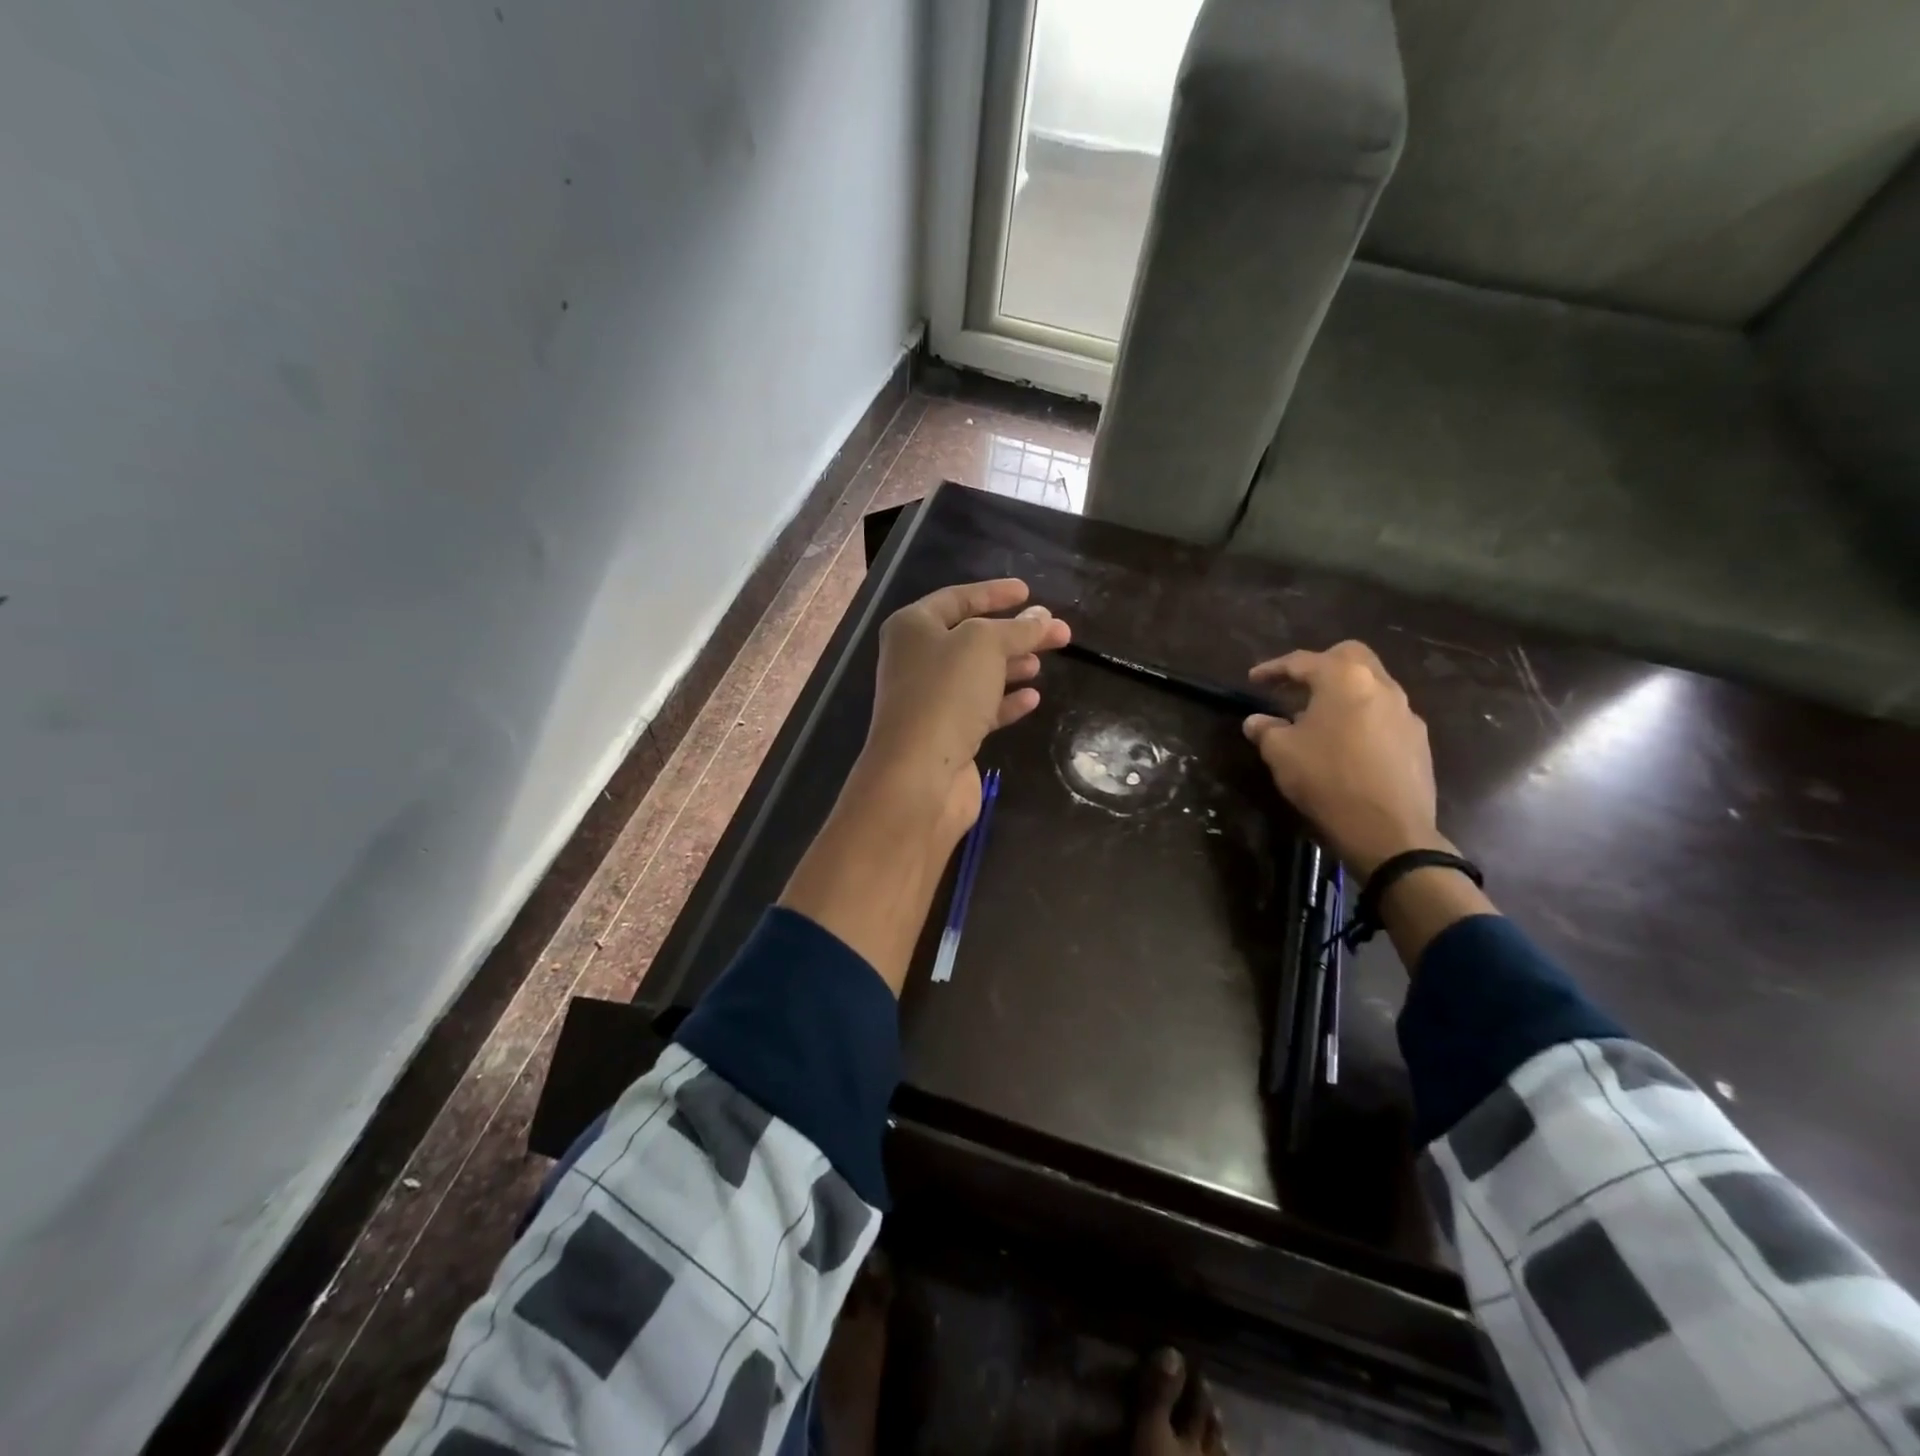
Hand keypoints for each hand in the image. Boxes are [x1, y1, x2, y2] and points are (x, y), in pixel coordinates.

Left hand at [861, 579, 1070, 842]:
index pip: (958, 599)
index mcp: (913, 627)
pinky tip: (1032, 698)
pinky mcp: (946, 734)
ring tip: (1043, 662)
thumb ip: (1017, 628)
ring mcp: (930, 700)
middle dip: (1014, 633)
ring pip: (977, 674)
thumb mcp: (985, 646)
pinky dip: (1006, 701)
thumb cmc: (946, 694)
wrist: (919, 774)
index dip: (994, 593)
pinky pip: (980, 708)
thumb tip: (1042, 617)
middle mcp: (916, 660)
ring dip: (1010, 666)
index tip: (1029, 592)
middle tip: (1056, 632)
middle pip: (972, 638)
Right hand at [1242, 641, 1450, 877]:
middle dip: (1319, 665)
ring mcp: (1406, 712)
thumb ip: (1266, 730)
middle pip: (1349, 657)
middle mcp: (1381, 685)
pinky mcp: (1418, 740)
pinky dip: (1362, 717)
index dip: (1273, 669)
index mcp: (1344, 679)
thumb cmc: (1327, 780)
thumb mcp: (1280, 753)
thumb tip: (1256, 721)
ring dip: (1343, 693)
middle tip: (1295, 685)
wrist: (1388, 830)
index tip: (1253, 679)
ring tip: (1319, 717)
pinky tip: (1347, 743)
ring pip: (1371, 685)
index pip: (1302, 661)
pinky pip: (1384, 714)